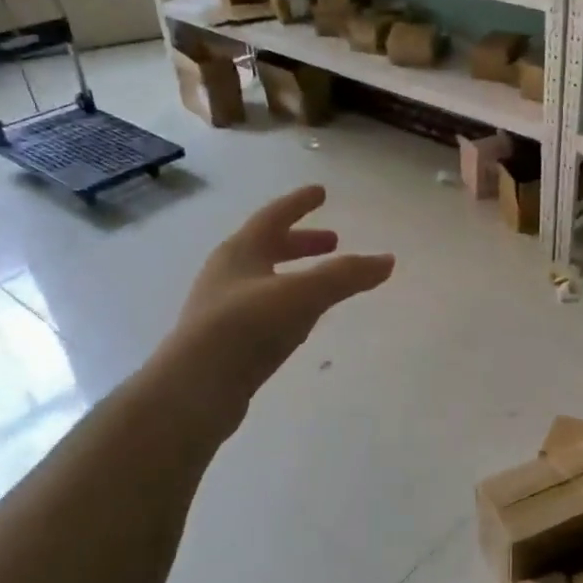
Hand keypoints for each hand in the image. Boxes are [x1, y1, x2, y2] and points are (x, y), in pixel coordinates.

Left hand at [162, 185, 393, 426]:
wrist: (194, 390)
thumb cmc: (246, 327)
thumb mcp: (302, 294)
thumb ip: (346, 276)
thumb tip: (387, 260)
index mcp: (240, 252)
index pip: (274, 216)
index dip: (299, 203)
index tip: (321, 192)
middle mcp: (228, 274)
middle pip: (269, 247)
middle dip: (302, 242)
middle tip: (334, 241)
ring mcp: (224, 309)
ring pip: (267, 280)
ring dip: (296, 274)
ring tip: (324, 282)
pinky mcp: (227, 342)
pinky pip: (264, 310)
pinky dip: (289, 304)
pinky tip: (302, 321)